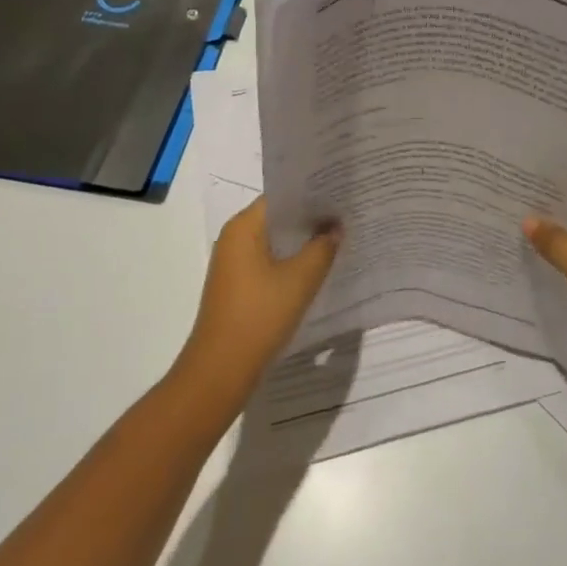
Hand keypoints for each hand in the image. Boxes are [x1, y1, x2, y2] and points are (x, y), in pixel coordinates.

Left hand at [174, 198, 339, 410]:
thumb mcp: (300, 280)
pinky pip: (268, 262)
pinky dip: (290, 261)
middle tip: (346, 215)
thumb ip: (322, 247)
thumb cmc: (259, 316)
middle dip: (310, 218)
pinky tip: (316, 269)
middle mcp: (234, 238)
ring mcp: (233, 263)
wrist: (220, 370)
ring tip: (337, 239)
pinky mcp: (237, 286)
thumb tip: (336, 226)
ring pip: (274, 242)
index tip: (340, 194)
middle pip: (277, 218)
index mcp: (243, 227)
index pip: (281, 196)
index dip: (311, 194)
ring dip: (301, 242)